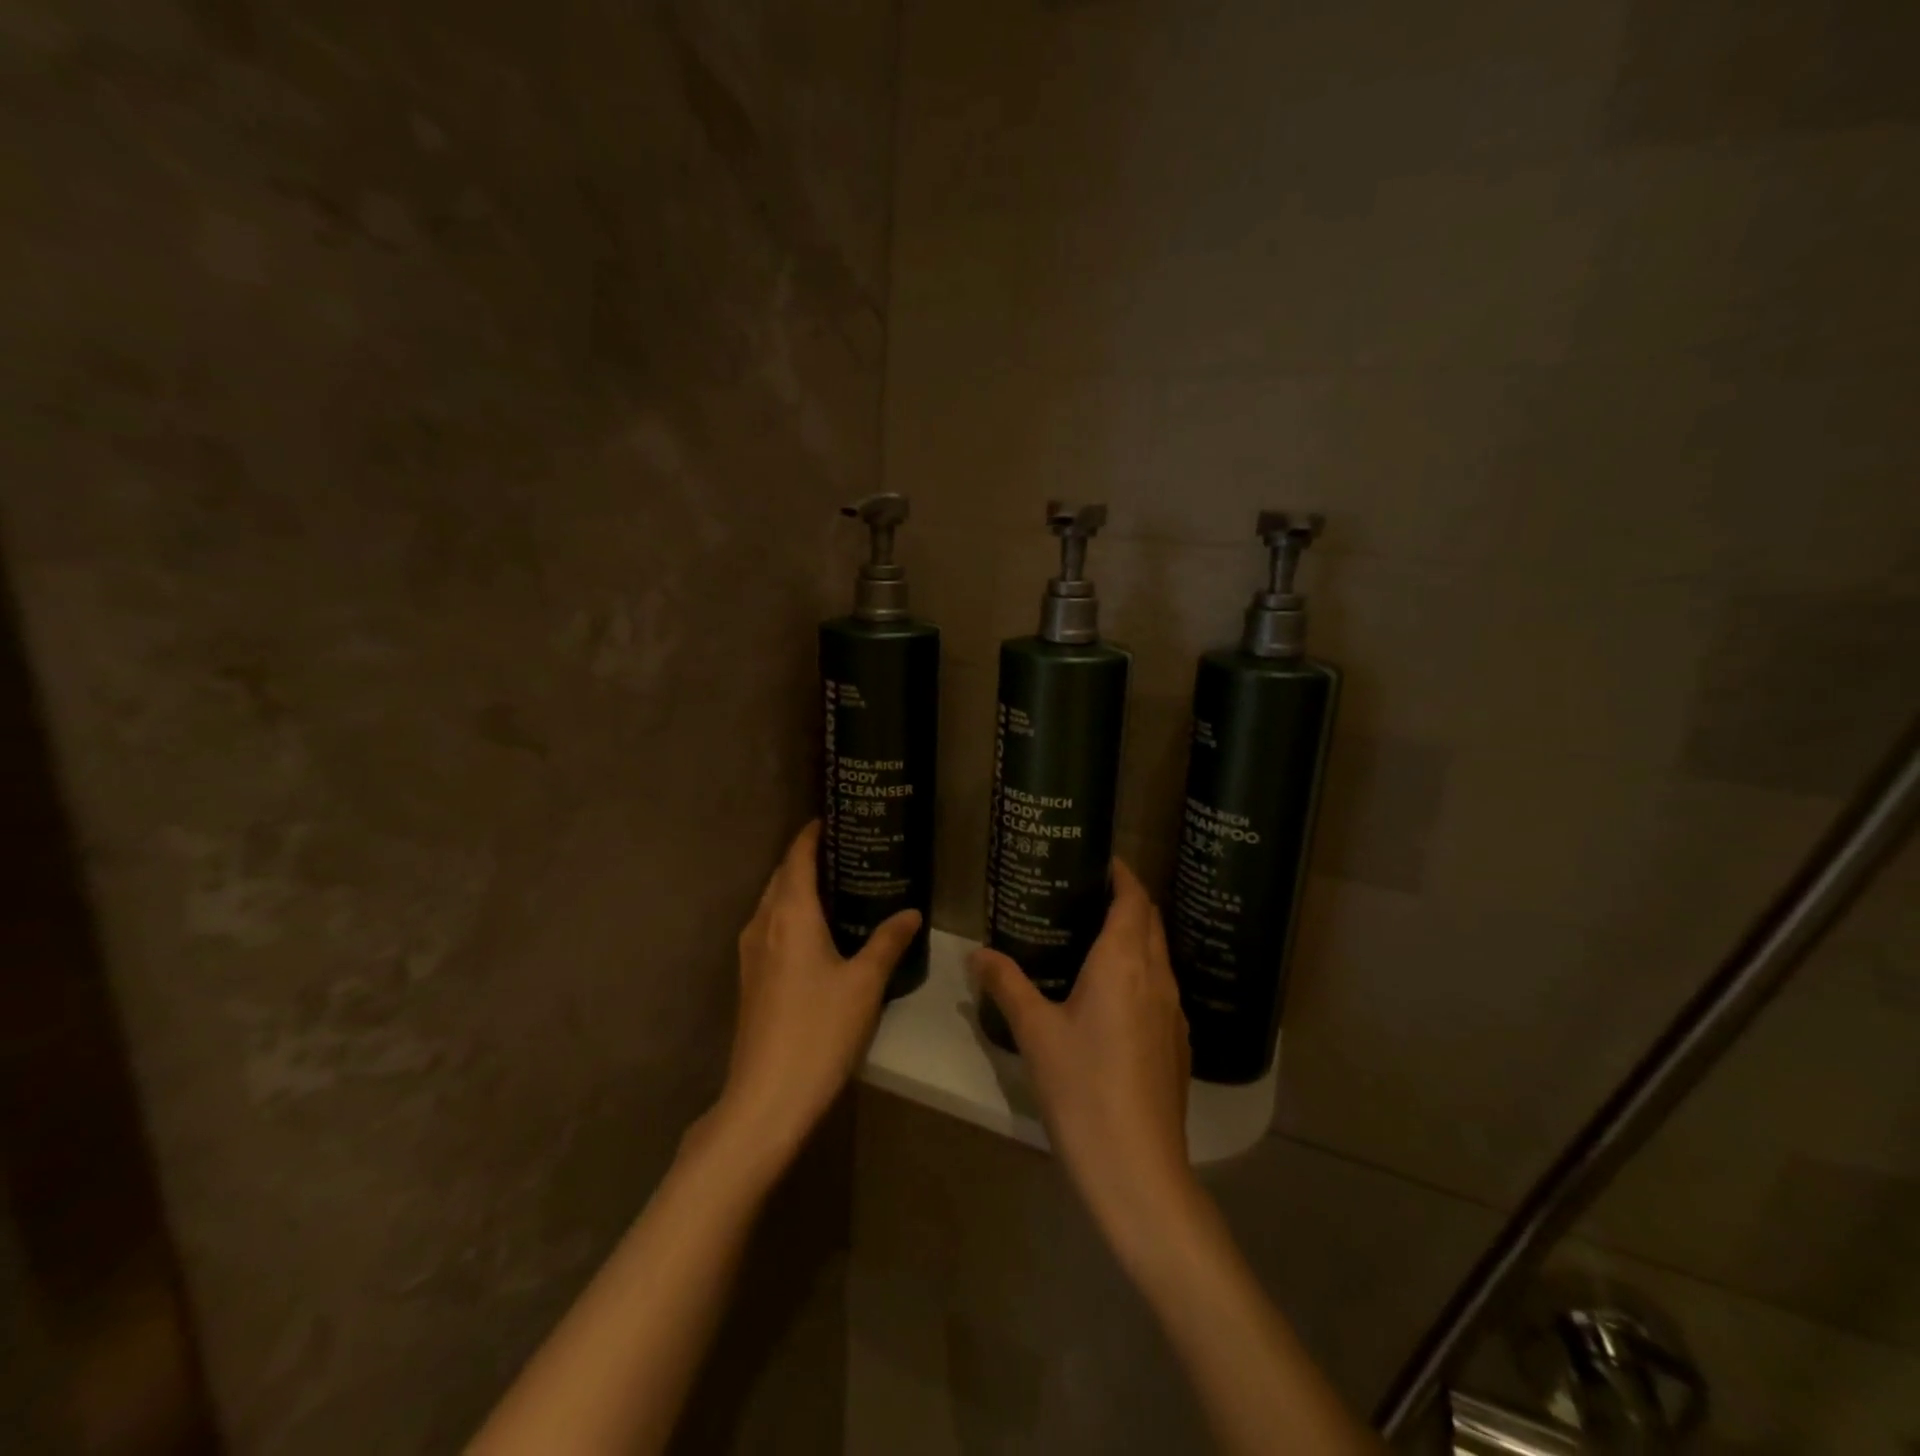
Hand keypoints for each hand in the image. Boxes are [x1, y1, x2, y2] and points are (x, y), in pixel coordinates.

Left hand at [708, 822, 920, 1174]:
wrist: (765, 1098)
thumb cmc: (819, 1032)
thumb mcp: (864, 984)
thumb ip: (887, 942)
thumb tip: (911, 911)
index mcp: (790, 914)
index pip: (797, 857)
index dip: (812, 834)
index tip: (834, 817)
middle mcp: (763, 924)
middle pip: (781, 876)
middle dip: (807, 857)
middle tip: (847, 849)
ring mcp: (750, 952)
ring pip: (773, 902)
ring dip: (797, 886)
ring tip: (836, 884)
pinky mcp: (750, 978)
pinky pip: (770, 926)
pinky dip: (791, 913)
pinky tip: (817, 930)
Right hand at [970, 860, 1198, 1256]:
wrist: (1138, 1169)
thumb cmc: (1082, 1087)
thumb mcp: (1034, 1031)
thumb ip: (1006, 984)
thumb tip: (976, 952)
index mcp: (1124, 961)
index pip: (1134, 899)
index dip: (1122, 874)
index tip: (1100, 860)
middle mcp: (1157, 977)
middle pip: (1151, 922)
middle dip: (1128, 900)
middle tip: (1087, 894)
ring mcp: (1173, 1012)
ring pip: (1159, 955)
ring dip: (1136, 936)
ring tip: (1095, 937)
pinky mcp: (1177, 1043)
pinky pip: (1161, 987)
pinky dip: (1141, 971)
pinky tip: (1112, 995)